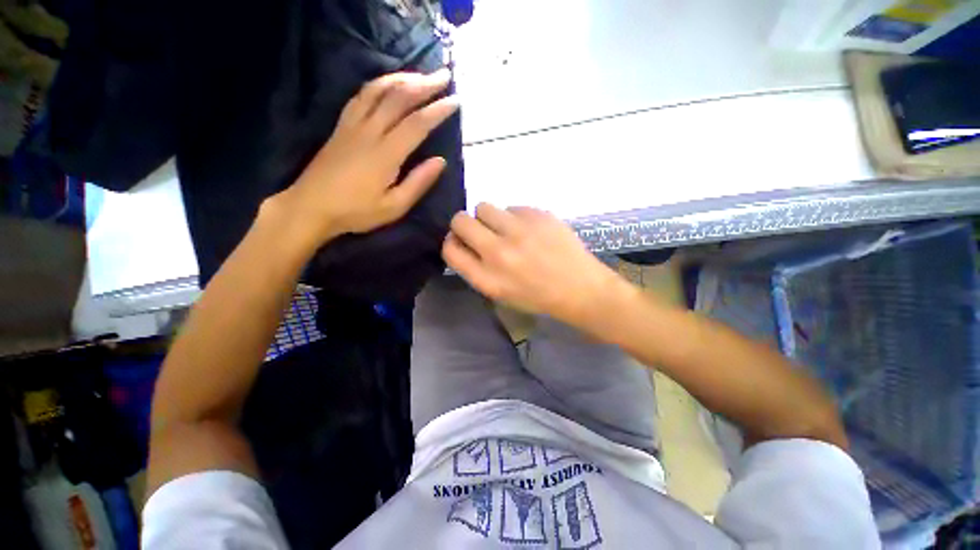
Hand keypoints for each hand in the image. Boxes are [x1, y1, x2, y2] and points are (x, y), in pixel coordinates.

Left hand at [272, 69, 458, 248]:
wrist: (311, 206)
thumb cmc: (356, 212)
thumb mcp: (394, 207)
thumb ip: (418, 183)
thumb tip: (441, 161)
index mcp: (385, 154)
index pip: (417, 124)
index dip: (438, 110)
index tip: (456, 101)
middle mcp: (369, 131)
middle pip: (398, 98)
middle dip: (424, 84)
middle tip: (444, 76)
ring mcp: (352, 125)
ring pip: (378, 90)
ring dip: (402, 78)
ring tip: (420, 76)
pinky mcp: (341, 125)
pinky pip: (360, 96)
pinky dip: (378, 84)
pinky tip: (388, 84)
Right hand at [443, 203, 623, 324]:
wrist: (580, 288)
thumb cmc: (538, 296)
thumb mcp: (500, 293)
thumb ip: (476, 268)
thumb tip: (463, 241)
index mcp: (487, 278)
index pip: (450, 249)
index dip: (451, 242)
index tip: (460, 241)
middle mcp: (498, 252)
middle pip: (460, 221)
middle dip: (464, 224)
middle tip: (481, 231)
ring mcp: (519, 230)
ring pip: (483, 206)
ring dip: (490, 217)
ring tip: (507, 229)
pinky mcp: (538, 215)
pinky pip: (512, 207)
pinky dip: (515, 217)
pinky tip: (531, 230)